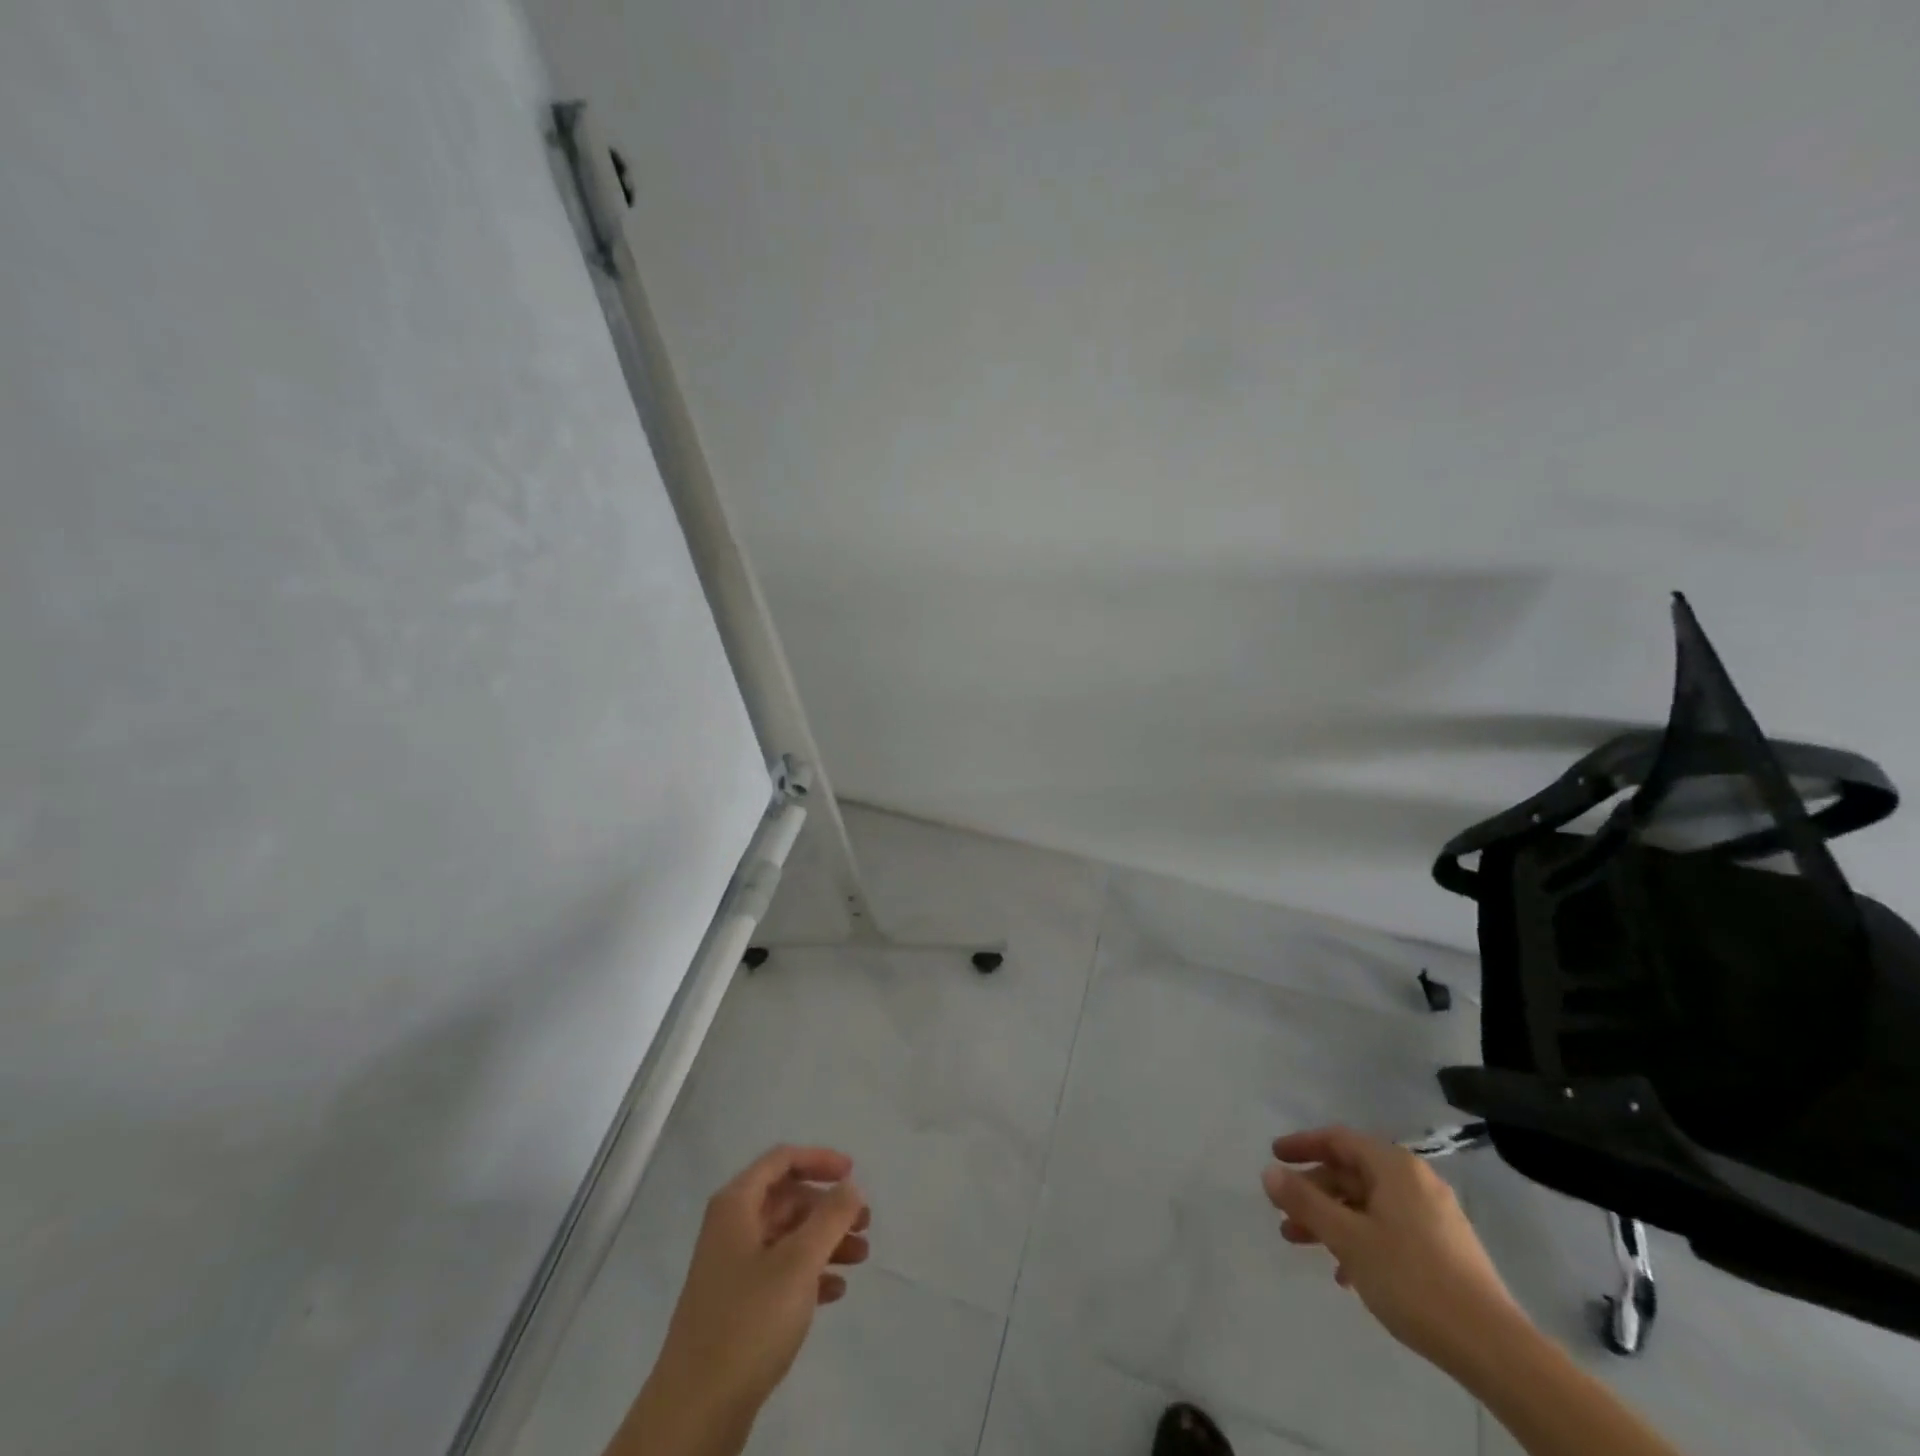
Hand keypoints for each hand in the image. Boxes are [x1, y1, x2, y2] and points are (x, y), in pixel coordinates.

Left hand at [627, 1146, 868, 1455]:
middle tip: (865, 1224)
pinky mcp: (737, 1307)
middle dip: (828, 1208)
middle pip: (787, 1200)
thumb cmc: (748, 1321)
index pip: (781, 1160)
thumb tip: (850, 1186)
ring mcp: (732, 1269)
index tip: (853, 1174)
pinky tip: (836, 1291)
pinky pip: (780, 1273)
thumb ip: (830, 1217)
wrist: (695, 1412)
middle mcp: (731, 1229)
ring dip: (825, 1242)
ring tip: (861, 1258)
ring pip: (787, 1238)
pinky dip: (810, 1274)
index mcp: (736, 1206)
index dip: (819, 1160)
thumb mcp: (798, 1262)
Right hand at [1263, 1126, 1524, 1376]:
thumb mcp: (1348, 1238)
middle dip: (1313, 1191)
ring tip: (1301, 1242)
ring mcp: (1433, 1215)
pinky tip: (1345, 1273)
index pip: (1338, 1140)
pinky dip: (1360, 1239)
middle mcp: (1415, 1181)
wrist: (1494, 1348)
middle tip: (1283, 1210)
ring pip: (1368, 1204)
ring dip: (1332, 1218)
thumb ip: (1305, 1202)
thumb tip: (1269, 1172)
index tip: (1274, 1157)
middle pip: (1352, 1173)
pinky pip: (1389, 1228)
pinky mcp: (1444, 1248)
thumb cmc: (1412, 1279)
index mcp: (1394, 1167)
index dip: (1302, 1145)